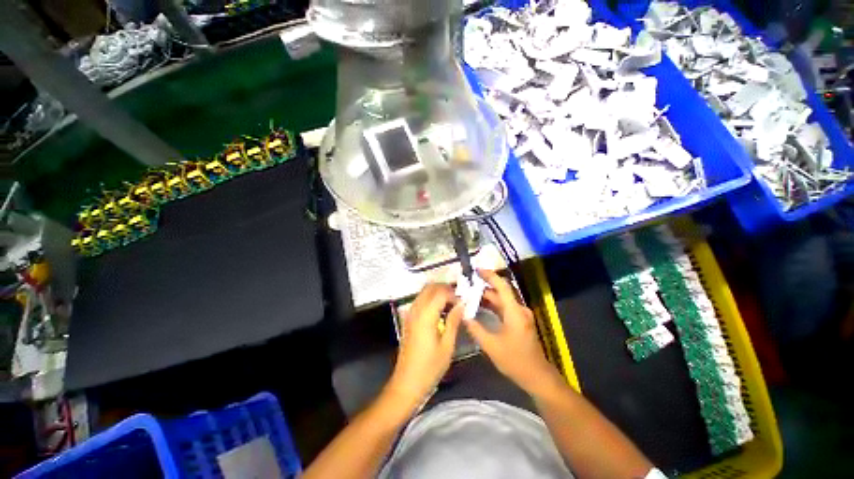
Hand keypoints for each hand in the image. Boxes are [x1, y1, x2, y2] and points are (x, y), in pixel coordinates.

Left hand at [386, 284, 462, 410]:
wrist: (407, 383)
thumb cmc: (430, 367)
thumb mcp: (447, 346)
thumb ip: (453, 321)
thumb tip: (461, 305)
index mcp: (426, 315)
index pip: (440, 293)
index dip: (453, 293)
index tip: (463, 301)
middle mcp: (416, 310)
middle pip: (430, 288)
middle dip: (445, 288)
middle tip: (458, 298)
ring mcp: (410, 314)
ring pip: (423, 292)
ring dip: (437, 292)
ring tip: (451, 303)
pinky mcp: (408, 319)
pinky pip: (420, 301)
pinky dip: (430, 299)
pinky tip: (440, 311)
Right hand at [464, 270, 559, 393]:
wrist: (537, 376)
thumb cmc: (515, 360)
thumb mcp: (491, 345)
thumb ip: (475, 328)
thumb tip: (463, 315)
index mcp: (514, 311)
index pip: (502, 286)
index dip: (489, 275)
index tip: (476, 270)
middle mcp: (519, 309)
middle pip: (500, 292)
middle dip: (483, 287)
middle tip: (466, 286)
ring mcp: (520, 316)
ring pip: (501, 300)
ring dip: (486, 297)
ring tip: (469, 295)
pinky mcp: (519, 322)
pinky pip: (504, 308)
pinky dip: (492, 306)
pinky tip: (480, 307)